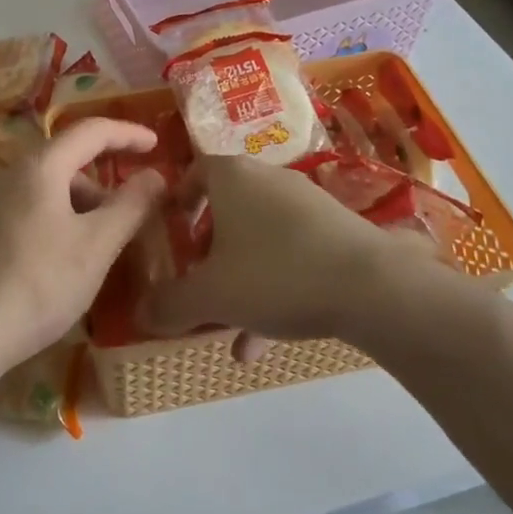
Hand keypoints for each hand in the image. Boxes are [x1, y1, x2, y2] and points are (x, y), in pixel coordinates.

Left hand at [0, 119, 166, 388]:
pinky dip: (52, 224)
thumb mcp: (95, 247)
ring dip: (77, 209)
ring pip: (44, 191)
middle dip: (102, 186)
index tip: (157, 146)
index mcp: (38, 167)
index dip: (127, 134)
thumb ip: (130, 206)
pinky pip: (24, 213)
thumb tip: (155, 175)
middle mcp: (5, 175)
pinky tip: (56, 266)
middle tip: (126, 222)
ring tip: (93, 253)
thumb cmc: (36, 285)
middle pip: (65, 163)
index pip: (91, 131)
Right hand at [140, 155, 458, 358]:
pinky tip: (264, 342)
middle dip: (208, 252)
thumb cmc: (275, 274)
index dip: (177, 198)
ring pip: (258, 240)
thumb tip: (140, 313)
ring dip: (239, 281)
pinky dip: (273, 288)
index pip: (194, 171)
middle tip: (194, 282)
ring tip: (226, 332)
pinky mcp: (337, 231)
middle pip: (227, 210)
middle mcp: (268, 180)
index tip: (168, 228)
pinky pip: (291, 255)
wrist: (372, 286)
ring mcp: (307, 204)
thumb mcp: (210, 296)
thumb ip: (170, 304)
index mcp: (232, 177)